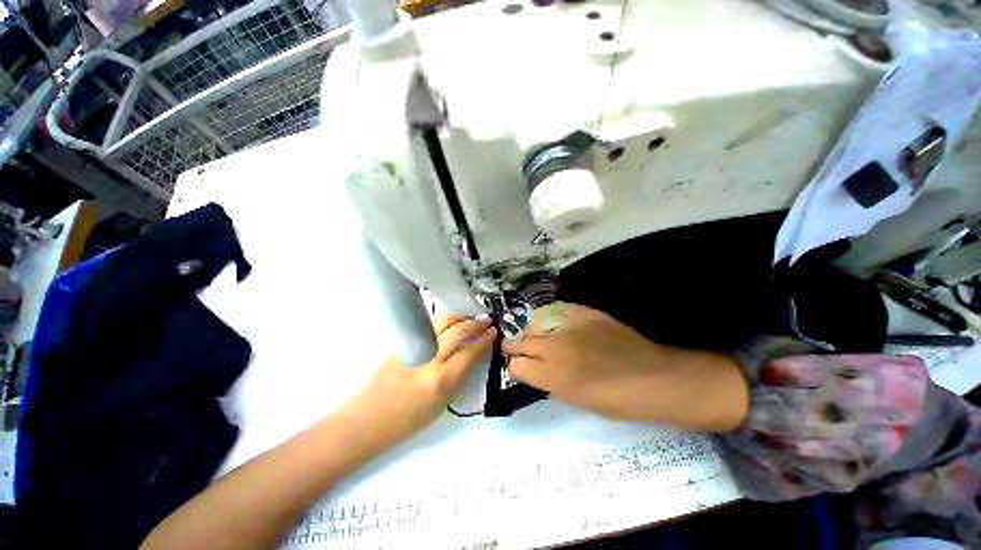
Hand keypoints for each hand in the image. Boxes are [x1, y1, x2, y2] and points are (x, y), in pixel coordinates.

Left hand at [340, 315, 495, 448]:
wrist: (368, 419)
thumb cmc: (408, 420)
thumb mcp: (443, 404)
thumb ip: (460, 376)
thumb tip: (473, 354)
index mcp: (441, 381)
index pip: (469, 352)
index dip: (484, 340)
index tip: (493, 332)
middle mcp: (428, 360)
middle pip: (457, 332)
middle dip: (475, 325)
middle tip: (487, 321)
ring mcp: (413, 348)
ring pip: (442, 323)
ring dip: (460, 318)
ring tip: (470, 318)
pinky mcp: (401, 343)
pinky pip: (428, 326)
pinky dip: (444, 321)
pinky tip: (451, 321)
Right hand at [503, 303, 748, 431]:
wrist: (652, 378)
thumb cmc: (614, 400)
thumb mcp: (574, 399)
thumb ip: (547, 381)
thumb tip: (532, 369)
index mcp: (551, 376)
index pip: (516, 366)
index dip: (516, 367)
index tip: (519, 368)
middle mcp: (555, 348)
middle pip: (521, 342)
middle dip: (514, 346)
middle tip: (515, 348)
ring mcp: (569, 327)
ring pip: (535, 324)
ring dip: (532, 332)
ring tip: (538, 336)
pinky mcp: (585, 313)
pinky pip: (558, 312)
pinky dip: (554, 319)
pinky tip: (559, 325)